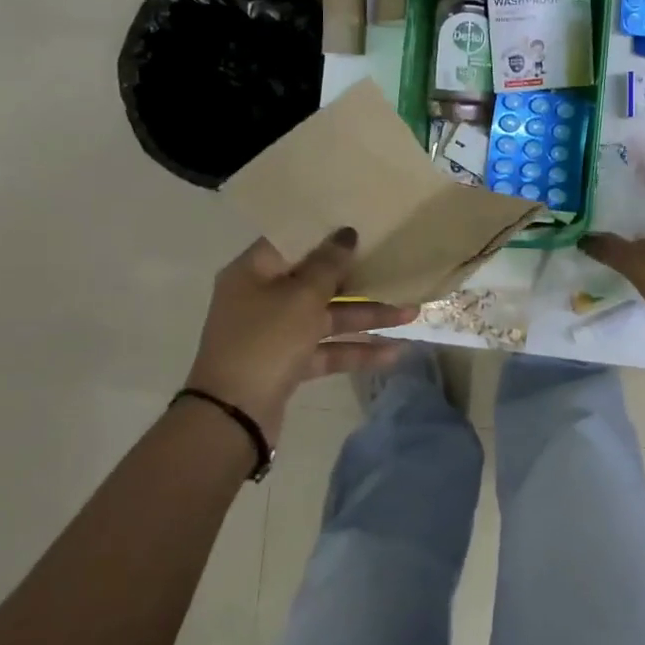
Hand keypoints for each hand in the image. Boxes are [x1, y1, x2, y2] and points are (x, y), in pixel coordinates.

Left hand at [186, 228, 414, 438]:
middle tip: (394, 265)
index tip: (361, 226)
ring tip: (411, 315)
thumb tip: (345, 233)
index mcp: (254, 272)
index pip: (293, 242)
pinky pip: (326, 349)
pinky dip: (355, 350)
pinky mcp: (287, 363)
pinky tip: (394, 353)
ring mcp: (275, 333)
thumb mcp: (301, 297)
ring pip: (327, 317)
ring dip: (366, 316)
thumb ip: (328, 264)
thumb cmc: (265, 342)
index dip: (326, 234)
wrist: (232, 418)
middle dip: (358, 279)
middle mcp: (261, 297)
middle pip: (315, 280)